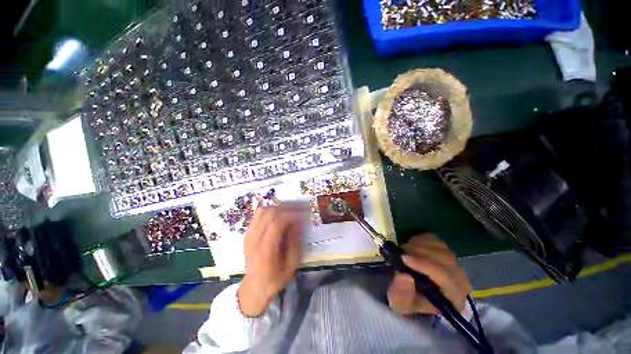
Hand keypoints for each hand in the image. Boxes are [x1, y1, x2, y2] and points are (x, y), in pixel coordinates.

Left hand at [238, 204, 305, 316]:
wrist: (254, 286)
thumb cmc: (275, 278)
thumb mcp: (291, 265)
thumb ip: (295, 242)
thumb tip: (299, 222)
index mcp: (265, 251)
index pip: (277, 223)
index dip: (292, 215)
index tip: (305, 214)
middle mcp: (254, 239)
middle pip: (270, 213)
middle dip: (288, 207)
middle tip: (302, 207)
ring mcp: (248, 234)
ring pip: (264, 210)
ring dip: (280, 206)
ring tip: (293, 209)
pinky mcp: (248, 232)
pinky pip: (260, 213)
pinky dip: (272, 209)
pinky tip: (282, 213)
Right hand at [387, 234, 471, 314]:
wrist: (411, 292)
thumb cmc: (407, 300)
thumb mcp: (399, 303)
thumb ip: (401, 294)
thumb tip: (405, 276)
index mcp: (454, 299)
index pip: (446, 278)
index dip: (425, 265)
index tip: (404, 258)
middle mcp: (460, 281)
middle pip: (445, 259)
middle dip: (420, 253)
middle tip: (400, 252)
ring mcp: (454, 263)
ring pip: (440, 247)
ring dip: (419, 246)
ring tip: (404, 250)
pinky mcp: (445, 251)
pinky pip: (435, 240)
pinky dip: (421, 240)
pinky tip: (411, 247)